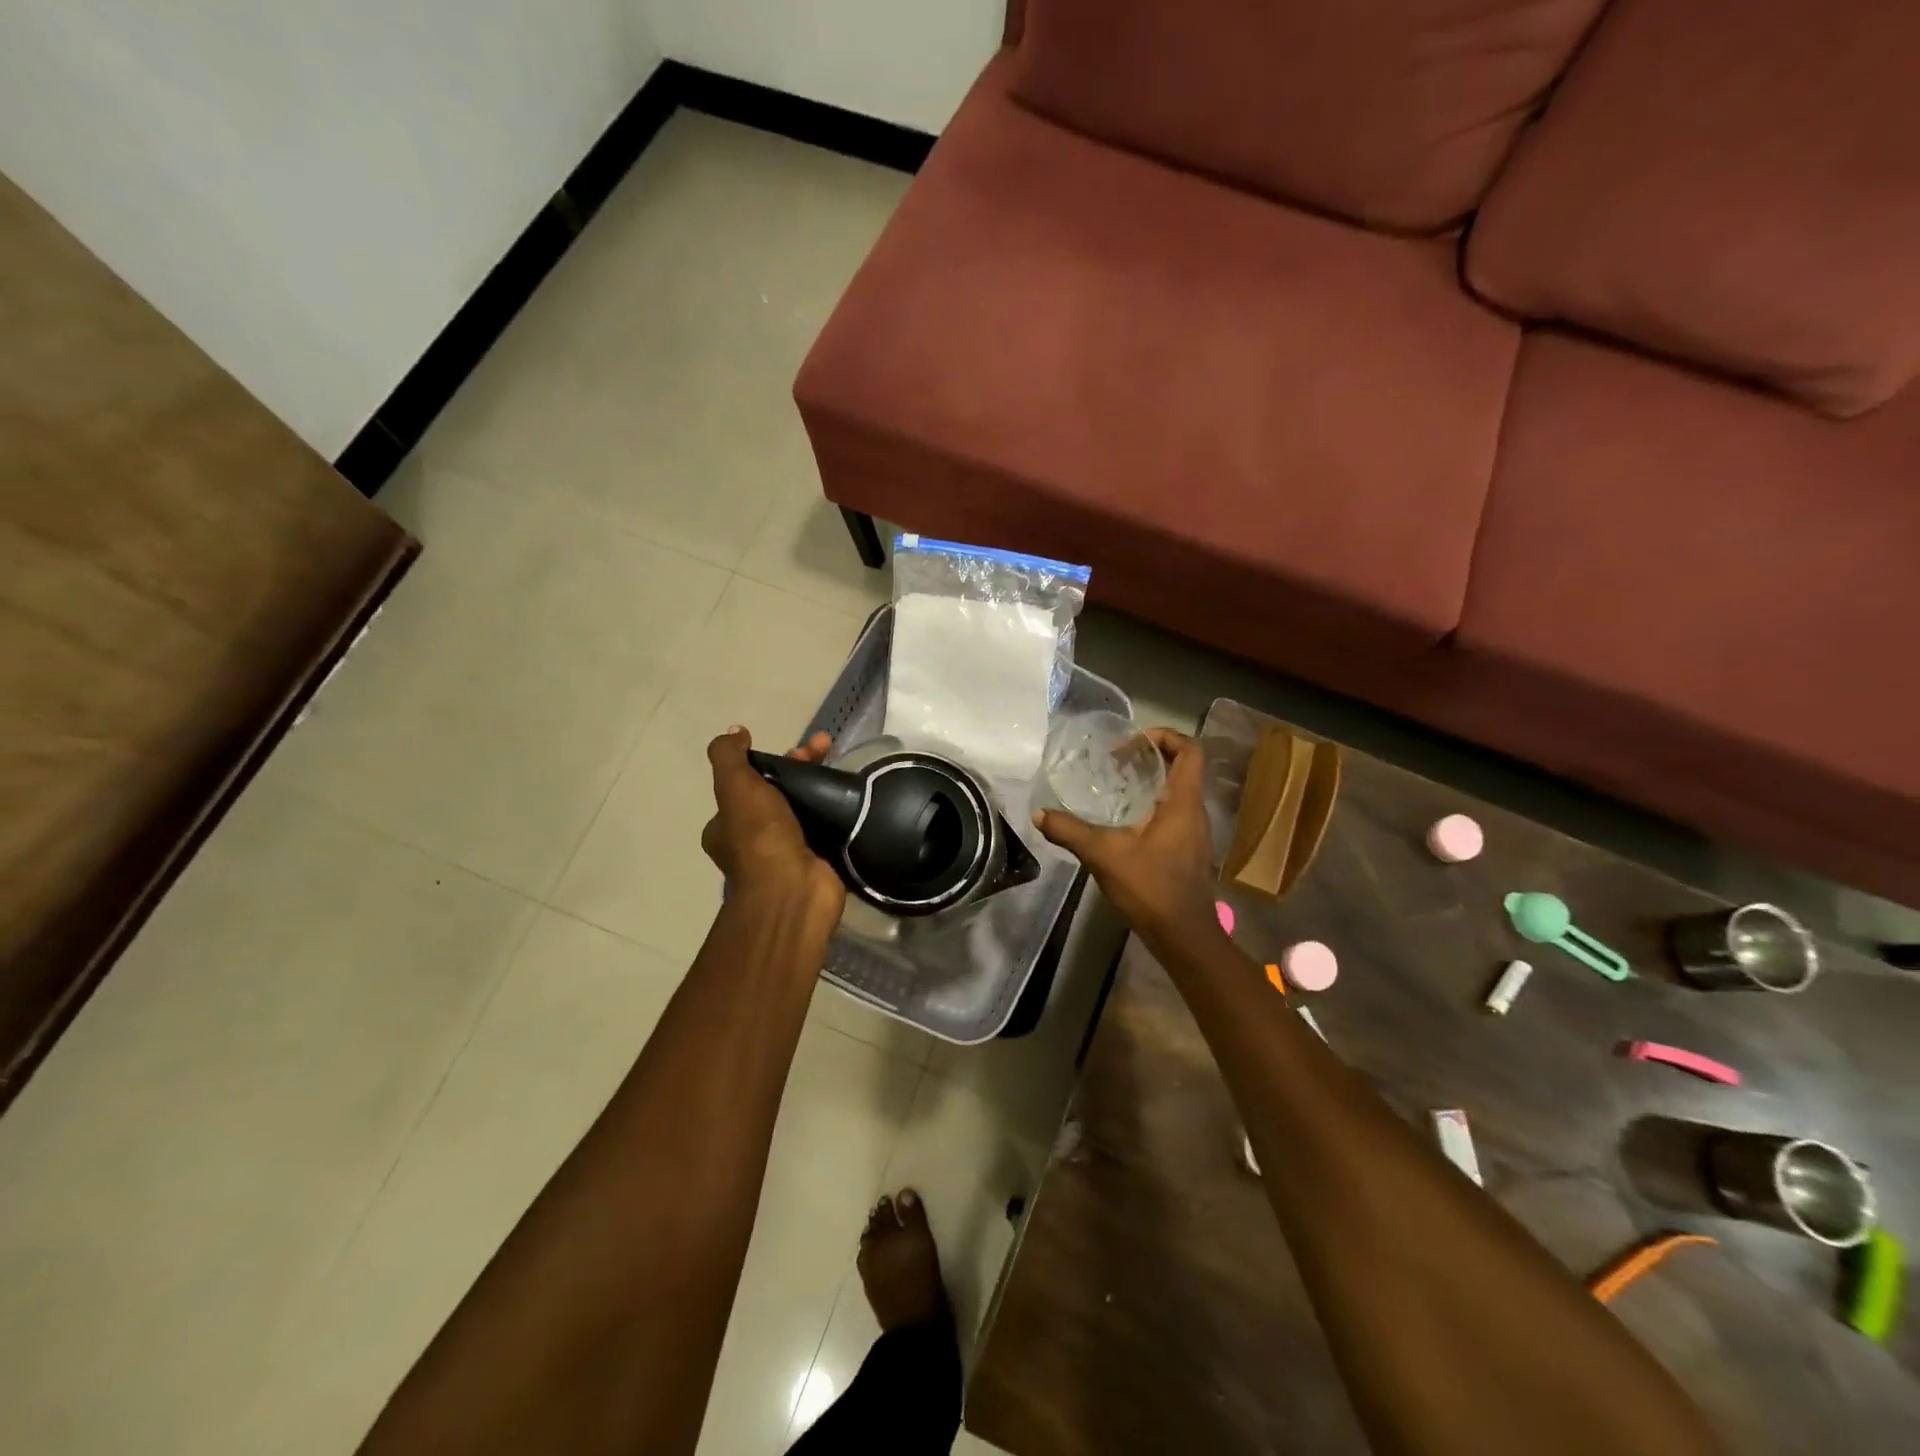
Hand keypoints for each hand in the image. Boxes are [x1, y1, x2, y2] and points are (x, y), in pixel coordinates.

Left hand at [703, 727, 845, 920]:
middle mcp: (752, 841)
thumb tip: (733, 732)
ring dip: (820, 786)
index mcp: (726, 826)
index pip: (747, 784)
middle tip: (823, 750)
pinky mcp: (816, 860)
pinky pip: (825, 828)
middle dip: (800, 767)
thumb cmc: (760, 837)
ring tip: (842, 766)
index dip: (769, 760)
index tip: (794, 748)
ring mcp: (786, 853)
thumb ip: (728, 757)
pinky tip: (853, 795)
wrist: (795, 889)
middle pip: (778, 792)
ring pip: (803, 808)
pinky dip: (836, 811)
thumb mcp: (735, 787)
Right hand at [1033, 728, 1217, 944]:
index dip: (1166, 736)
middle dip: (1150, 758)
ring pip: (1177, 794)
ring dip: (1150, 784)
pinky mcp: (1187, 852)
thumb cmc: (1151, 887)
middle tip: (1115, 761)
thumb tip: (1039, 814)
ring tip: (1115, 786)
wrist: (1184, 936)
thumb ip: (1070, 832)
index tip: (1133, 741)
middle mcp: (1195, 812)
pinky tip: (1122, 823)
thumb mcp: (1104, 855)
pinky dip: (1150, 808)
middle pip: (1182, 769)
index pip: (1190, 750)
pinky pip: (1172, 816)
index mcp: (1183, 803)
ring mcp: (1194, 834)